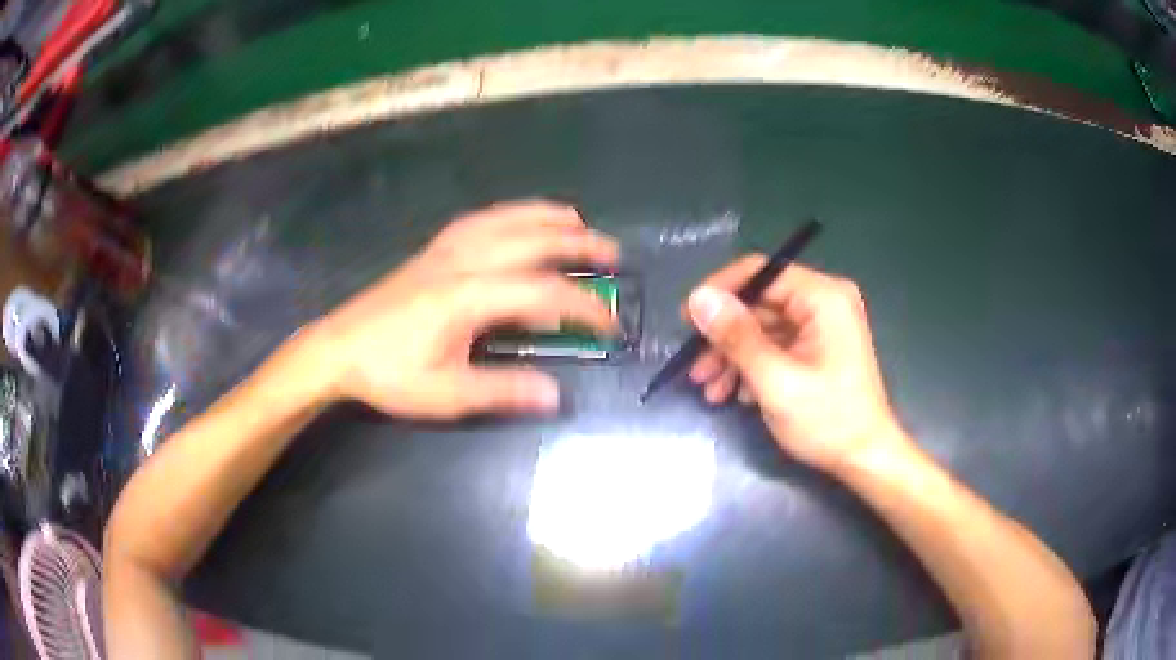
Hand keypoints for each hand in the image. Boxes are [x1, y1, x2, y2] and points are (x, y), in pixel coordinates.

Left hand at [303, 200, 618, 418]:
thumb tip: (556, 395)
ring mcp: (445, 250)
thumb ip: (502, 390)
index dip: (584, 306)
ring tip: (577, 221)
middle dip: (578, 245)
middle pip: (532, 240)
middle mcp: (463, 261)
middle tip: (613, 254)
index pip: (543, 291)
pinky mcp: (432, 250)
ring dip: (546, 217)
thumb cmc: (389, 373)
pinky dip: (509, 213)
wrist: (337, 348)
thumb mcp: (446, 394)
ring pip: (506, 219)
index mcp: (469, 296)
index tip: (610, 325)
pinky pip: (480, 219)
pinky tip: (518, 219)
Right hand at [685, 256, 908, 471]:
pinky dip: (752, 367)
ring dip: (733, 357)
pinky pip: (776, 345)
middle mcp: (823, 302)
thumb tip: (698, 298)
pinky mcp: (817, 349)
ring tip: (710, 389)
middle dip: (724, 337)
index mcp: (823, 297)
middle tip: (695, 368)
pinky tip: (736, 395)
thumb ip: (737, 336)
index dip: (720, 292)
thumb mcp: (776, 380)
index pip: (761, 272)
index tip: (687, 321)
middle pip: (759, 303)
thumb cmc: (828, 419)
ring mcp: (821, 326)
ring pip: (763, 328)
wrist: (865, 458)